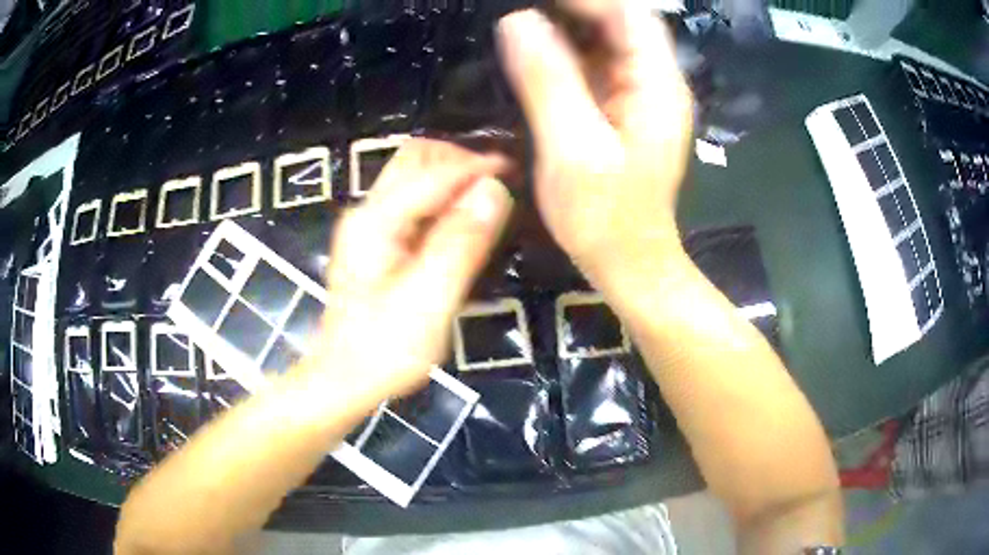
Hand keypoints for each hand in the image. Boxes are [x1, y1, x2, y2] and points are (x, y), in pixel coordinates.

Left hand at [307, 139, 511, 406]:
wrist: (344, 379)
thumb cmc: (385, 349)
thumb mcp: (430, 300)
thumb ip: (461, 242)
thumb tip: (494, 190)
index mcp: (376, 221)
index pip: (433, 173)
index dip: (476, 166)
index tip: (513, 169)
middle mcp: (367, 211)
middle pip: (415, 159)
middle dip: (459, 162)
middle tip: (497, 186)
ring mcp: (367, 225)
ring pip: (413, 176)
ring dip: (451, 178)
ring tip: (485, 201)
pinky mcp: (374, 241)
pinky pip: (412, 201)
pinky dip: (441, 200)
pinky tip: (461, 223)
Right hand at [496, 1, 692, 283]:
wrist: (629, 262)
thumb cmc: (604, 216)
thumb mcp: (572, 147)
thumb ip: (548, 80)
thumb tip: (517, 21)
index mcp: (656, 85)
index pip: (630, 15)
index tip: (535, 0)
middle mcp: (656, 82)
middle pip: (620, 24)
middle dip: (572, 10)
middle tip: (520, 14)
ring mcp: (641, 96)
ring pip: (606, 43)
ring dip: (566, 30)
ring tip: (518, 29)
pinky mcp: (625, 111)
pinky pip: (597, 67)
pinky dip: (566, 55)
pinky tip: (533, 57)